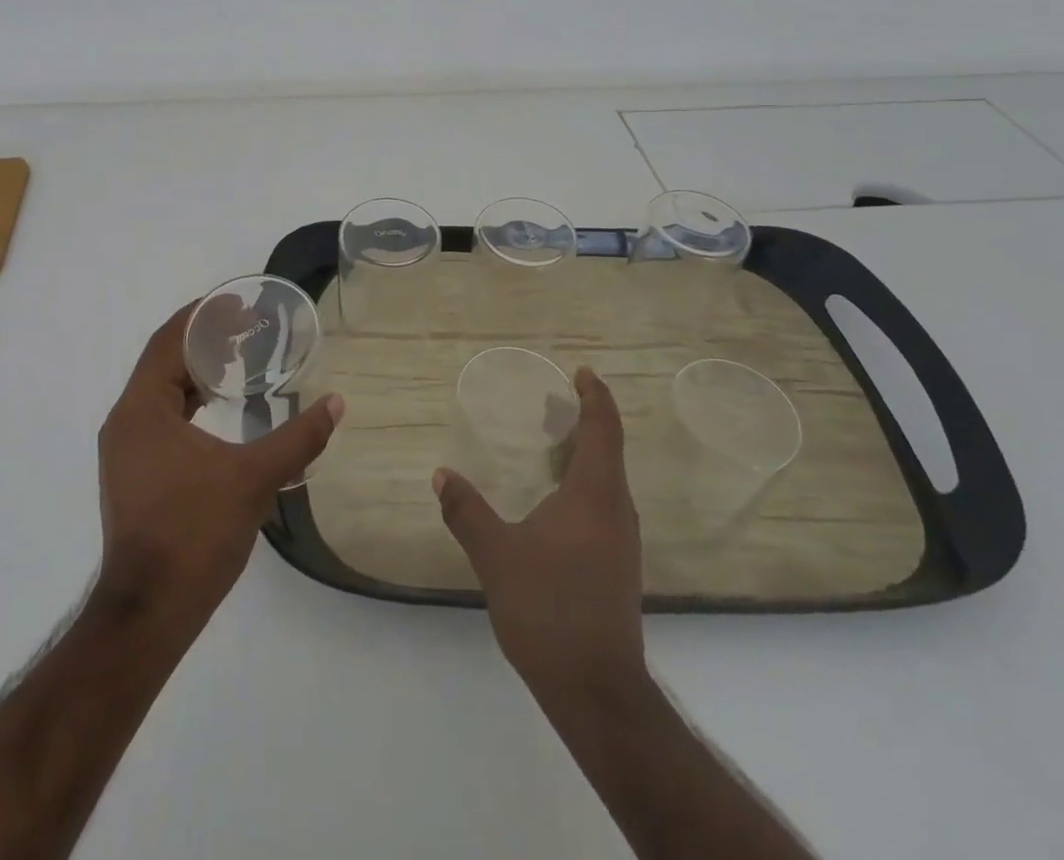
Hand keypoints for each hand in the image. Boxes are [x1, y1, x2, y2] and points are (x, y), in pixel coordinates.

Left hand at [94, 300, 343, 637]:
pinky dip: (190, 400)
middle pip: (164, 360)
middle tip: (249, 327)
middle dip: (204, 339)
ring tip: (240, 358)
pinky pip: (162, 416)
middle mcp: (127, 421)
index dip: (202, 315)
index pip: (169, 340)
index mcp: (142, 410)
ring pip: (162, 390)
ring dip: (197, 370)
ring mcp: (127, 450)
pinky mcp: (135, 473)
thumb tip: (336, 404)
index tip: (238, 303)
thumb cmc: (193, 534)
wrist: (148, 614)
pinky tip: (222, 407)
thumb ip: (297, 438)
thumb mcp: (252, 479)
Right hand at [433, 367, 643, 695]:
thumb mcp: (497, 556)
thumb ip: (467, 512)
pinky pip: (604, 505)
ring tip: (553, 444)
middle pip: (609, 450)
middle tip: (555, 402)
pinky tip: (556, 502)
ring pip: (608, 480)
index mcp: (595, 495)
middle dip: (586, 421)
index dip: (595, 397)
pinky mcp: (617, 567)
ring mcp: (621, 542)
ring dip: (586, 454)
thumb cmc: (548, 609)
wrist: (596, 691)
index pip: (603, 430)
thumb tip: (441, 475)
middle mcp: (616, 511)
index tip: (582, 372)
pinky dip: (584, 484)